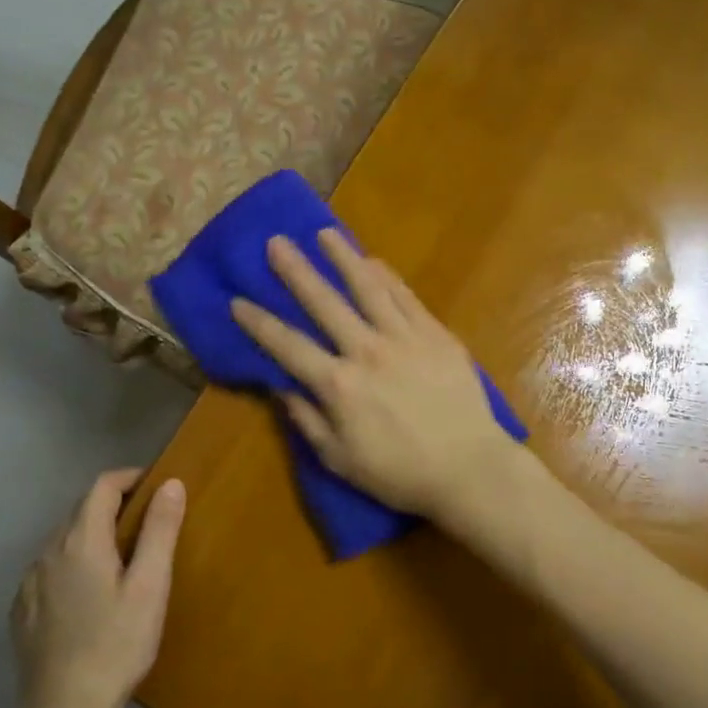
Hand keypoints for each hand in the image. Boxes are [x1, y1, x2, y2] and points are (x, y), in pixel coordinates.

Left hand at [12, 469, 184, 707]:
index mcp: (80, 539)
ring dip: (94, 536)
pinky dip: (75, 564)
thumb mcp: (150, 586)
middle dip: (115, 506)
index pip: (102, 485)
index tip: (158, 489)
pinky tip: (92, 596)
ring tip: (124, 562)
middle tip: (150, 527)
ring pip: (65, 540)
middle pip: (82, 510)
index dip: (131, 478)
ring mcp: (29, 581)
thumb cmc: (116, 644)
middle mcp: (48, 551)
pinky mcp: (22, 609)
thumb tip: (170, 484)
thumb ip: (159, 530)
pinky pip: (51, 569)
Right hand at [229, 231, 519, 521]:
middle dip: (296, 271)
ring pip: (368, 287)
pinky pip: (406, 297)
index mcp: (338, 385)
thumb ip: (307, 420)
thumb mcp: (340, 460)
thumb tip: (280, 386)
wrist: (469, 468)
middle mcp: (367, 350)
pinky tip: (374, 261)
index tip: (237, 300)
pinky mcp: (436, 335)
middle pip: (325, 303)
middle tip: (276, 242)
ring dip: (343, 258)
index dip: (259, 323)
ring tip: (325, 233)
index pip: (288, 346)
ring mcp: (405, 337)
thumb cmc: (400, 474)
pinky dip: (387, 276)